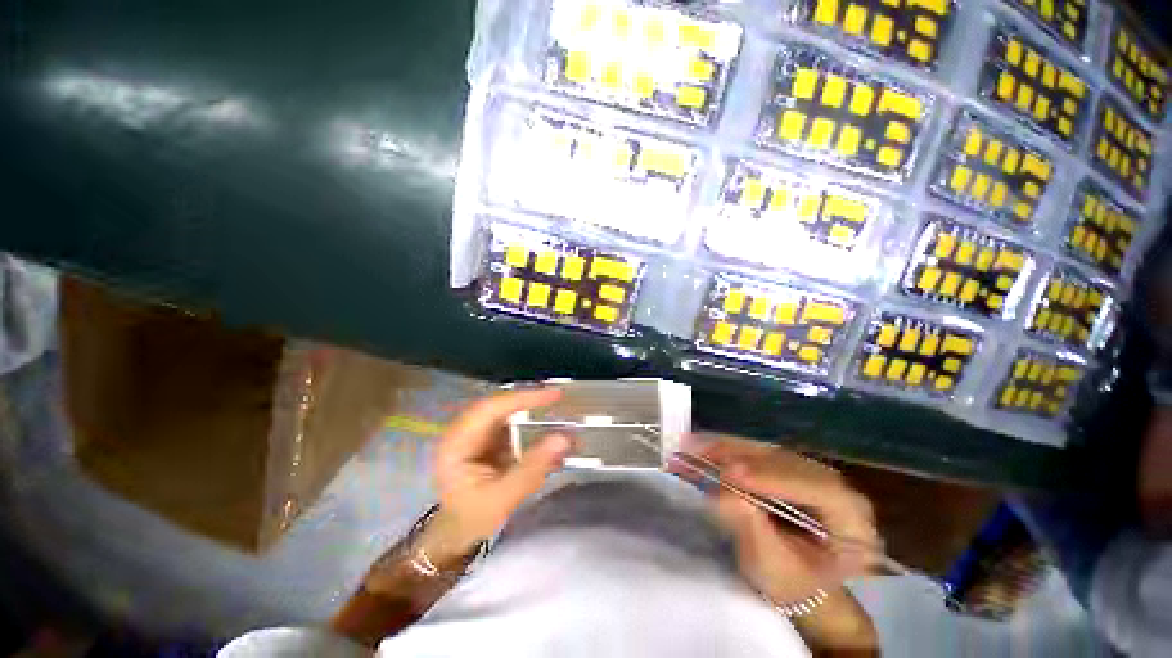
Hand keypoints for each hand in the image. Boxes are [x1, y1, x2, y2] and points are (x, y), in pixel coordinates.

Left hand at [431, 388, 572, 551]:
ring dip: (529, 407)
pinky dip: (528, 419)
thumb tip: (563, 438)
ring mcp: (473, 431)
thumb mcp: (503, 498)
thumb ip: (532, 468)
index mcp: (456, 444)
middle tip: (558, 396)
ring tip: (556, 406)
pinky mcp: (485, 436)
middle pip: (498, 404)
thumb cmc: (474, 518)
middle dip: (528, 399)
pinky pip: (508, 420)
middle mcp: (462, 430)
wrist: (458, 532)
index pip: (491, 409)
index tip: (553, 395)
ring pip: (504, 409)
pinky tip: (545, 422)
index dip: (523, 398)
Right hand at [681, 437, 879, 605]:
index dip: (774, 478)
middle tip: (698, 454)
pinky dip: (726, 449)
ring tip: (691, 446)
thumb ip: (753, 531)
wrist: (796, 580)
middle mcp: (835, 485)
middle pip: (787, 462)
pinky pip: (755, 452)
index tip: (732, 473)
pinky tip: (702, 445)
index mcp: (851, 519)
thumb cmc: (792, 584)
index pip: (818, 489)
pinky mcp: (787, 465)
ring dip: (726, 448)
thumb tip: (725, 491)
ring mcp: (810, 471)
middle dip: (740, 458)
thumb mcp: (774, 568)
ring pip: (767, 452)